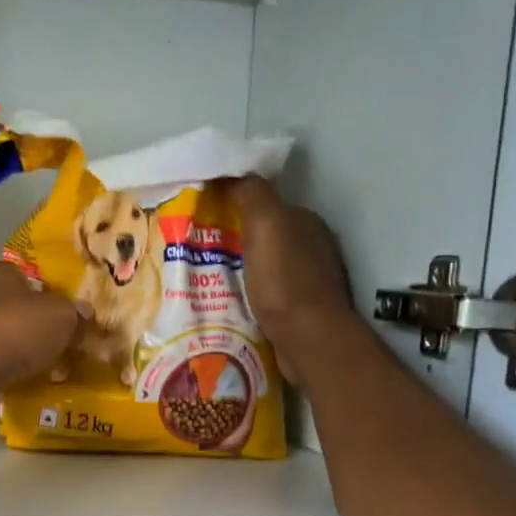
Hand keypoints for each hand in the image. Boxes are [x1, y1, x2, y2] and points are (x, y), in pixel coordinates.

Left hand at [0, 259, 82, 396]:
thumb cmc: (17, 326)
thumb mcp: (60, 315)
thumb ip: (72, 313)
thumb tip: (83, 312)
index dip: (12, 276)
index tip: (28, 288)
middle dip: (15, 315)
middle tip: (43, 329)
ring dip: (11, 347)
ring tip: (41, 361)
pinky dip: (5, 372)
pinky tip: (27, 382)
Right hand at [224, 176, 353, 378]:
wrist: (307, 339)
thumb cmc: (284, 280)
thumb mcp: (266, 223)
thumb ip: (253, 194)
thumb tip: (237, 175)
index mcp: (306, 223)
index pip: (270, 207)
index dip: (240, 209)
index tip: (209, 218)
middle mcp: (313, 249)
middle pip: (269, 239)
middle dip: (239, 243)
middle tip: (201, 253)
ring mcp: (310, 284)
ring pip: (268, 270)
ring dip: (244, 273)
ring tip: (209, 281)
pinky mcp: (302, 315)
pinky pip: (269, 298)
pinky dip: (252, 298)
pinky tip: (232, 306)